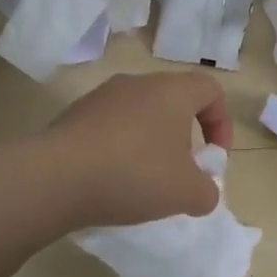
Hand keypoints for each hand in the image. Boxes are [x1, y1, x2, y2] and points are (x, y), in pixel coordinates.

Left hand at [44, 72, 234, 227]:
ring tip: (144, 179)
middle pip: (174, 100)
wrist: (54, 178)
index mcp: (172, 91)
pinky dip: (119, 148)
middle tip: (181, 170)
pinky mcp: (73, 115)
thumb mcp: (187, 193)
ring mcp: (102, 97)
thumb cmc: (134, 174)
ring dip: (150, 142)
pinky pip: (110, 127)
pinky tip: (110, 180)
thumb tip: (203, 191)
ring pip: (140, 113)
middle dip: (184, 135)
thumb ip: (207, 191)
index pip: (211, 90)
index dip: (222, 122)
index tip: (213, 157)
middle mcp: (138, 83)